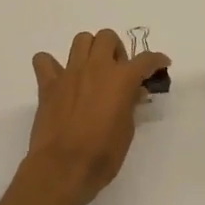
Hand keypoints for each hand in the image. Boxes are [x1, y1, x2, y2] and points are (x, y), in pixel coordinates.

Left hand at [23, 29, 170, 204]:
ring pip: (81, 40)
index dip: (156, 60)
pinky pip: (44, 60)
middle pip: (107, 37)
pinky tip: (59, 79)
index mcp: (121, 79)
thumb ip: (130, 105)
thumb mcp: (127, 130)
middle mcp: (96, 67)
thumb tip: (134, 93)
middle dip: (116, 50)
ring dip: (89, 50)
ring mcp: (69, 73)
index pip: (145, 59)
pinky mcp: (48, 84)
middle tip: (118, 72)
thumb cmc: (102, 154)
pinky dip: (50, 65)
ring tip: (92, 71)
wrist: (63, 167)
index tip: (161, 64)